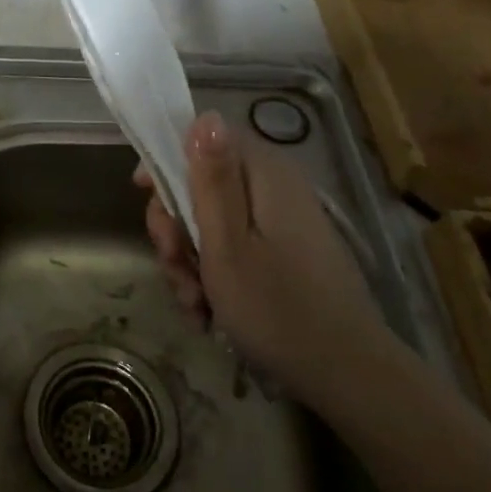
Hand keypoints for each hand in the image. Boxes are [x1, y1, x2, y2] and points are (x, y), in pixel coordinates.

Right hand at [138, 111, 382, 395]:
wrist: (347, 376)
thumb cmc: (276, 308)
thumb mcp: (226, 245)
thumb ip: (211, 180)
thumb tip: (205, 115)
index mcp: (265, 175)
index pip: (204, 139)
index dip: (167, 162)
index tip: (143, 197)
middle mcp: (275, 188)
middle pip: (203, 184)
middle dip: (176, 227)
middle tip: (173, 265)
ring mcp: (282, 222)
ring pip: (212, 222)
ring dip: (190, 261)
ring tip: (194, 304)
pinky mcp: (285, 252)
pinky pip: (234, 248)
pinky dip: (214, 276)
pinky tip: (208, 313)